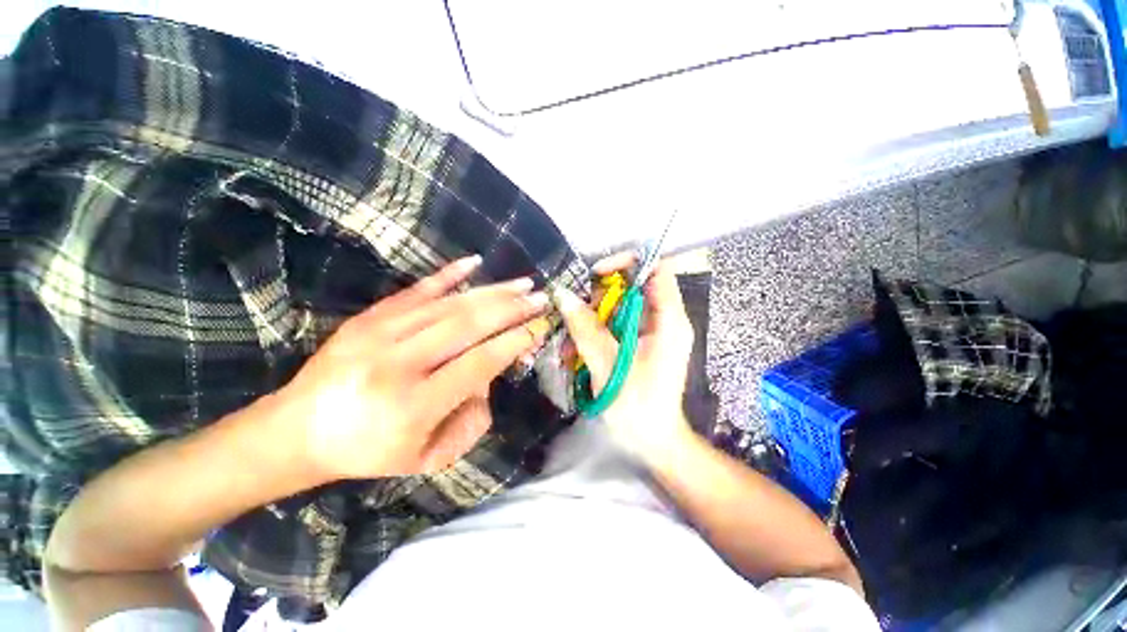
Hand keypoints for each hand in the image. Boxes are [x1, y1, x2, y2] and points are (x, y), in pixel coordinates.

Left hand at [277, 255, 549, 479]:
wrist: (296, 432)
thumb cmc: (369, 452)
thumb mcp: (430, 457)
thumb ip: (472, 421)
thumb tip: (490, 378)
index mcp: (414, 405)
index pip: (479, 363)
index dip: (514, 342)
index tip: (539, 327)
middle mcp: (398, 364)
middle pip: (468, 325)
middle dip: (511, 309)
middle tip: (540, 297)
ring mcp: (379, 334)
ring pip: (449, 304)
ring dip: (492, 291)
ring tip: (522, 282)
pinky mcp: (368, 318)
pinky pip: (415, 290)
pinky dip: (448, 274)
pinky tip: (475, 262)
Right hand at [555, 252, 694, 462]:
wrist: (653, 443)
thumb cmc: (638, 408)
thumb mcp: (608, 365)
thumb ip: (585, 328)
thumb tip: (563, 295)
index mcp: (669, 320)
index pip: (658, 268)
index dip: (628, 262)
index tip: (596, 274)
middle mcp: (663, 320)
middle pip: (632, 286)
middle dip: (600, 296)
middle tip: (576, 313)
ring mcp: (650, 332)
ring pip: (619, 306)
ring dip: (592, 317)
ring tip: (571, 339)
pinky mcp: (638, 344)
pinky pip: (614, 325)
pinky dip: (594, 332)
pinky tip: (576, 350)